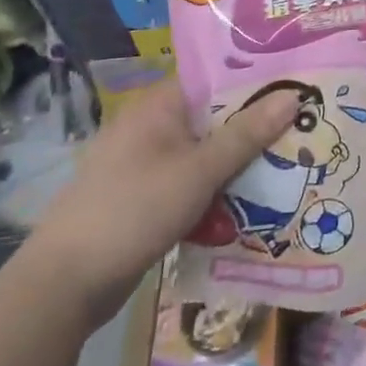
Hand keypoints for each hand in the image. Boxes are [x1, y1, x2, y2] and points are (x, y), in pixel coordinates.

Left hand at [16, 78, 292, 331]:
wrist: (62, 286)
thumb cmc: (134, 211)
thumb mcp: (199, 171)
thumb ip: (247, 134)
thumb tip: (294, 95)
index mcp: (158, 106)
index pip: (216, 78)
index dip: (256, 80)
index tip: (298, 86)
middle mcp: (149, 127)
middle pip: (213, 117)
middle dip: (254, 128)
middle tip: (303, 130)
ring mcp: (142, 164)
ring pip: (203, 153)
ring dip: (237, 163)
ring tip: (287, 166)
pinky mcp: (141, 198)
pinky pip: (189, 182)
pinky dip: (214, 190)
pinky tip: (247, 204)